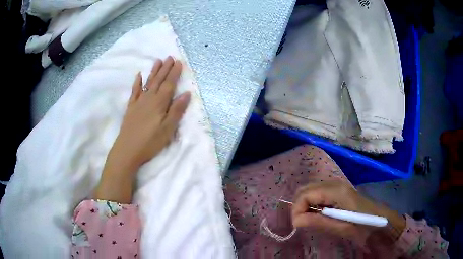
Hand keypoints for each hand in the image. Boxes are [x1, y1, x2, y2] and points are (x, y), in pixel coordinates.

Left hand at [108, 56, 190, 173]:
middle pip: (158, 80)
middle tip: (170, 57)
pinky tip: (139, 75)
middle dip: (165, 68)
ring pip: (147, 83)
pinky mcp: (131, 108)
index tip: (178, 62)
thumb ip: (176, 110)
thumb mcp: (167, 129)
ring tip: (158, 61)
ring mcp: (138, 102)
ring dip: (153, 71)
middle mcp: (149, 99)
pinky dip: (137, 83)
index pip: (169, 84)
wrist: (127, 150)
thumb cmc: (150, 142)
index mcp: (159, 103)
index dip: (174, 73)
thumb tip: (186, 94)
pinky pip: (134, 92)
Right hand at [291, 181, 405, 248]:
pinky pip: (318, 194)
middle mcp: (334, 183)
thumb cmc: (364, 225)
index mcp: (336, 190)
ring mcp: (337, 185)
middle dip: (299, 206)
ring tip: (310, 220)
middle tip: (302, 223)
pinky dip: (313, 204)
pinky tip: (319, 215)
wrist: (382, 221)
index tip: (298, 226)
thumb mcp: (341, 227)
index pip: (305, 194)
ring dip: (305, 205)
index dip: (297, 210)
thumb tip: (295, 221)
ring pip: (310, 191)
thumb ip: (318, 222)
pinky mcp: (338, 191)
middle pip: (305, 190)